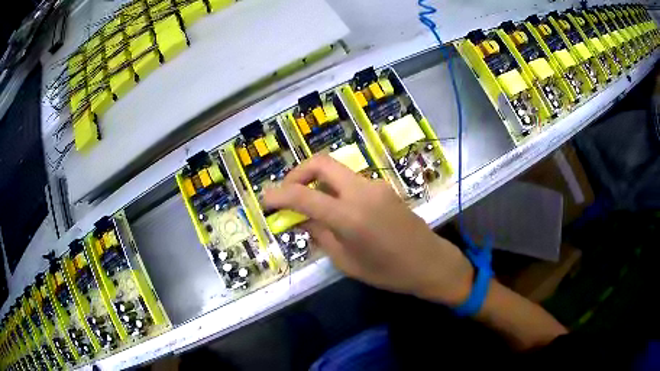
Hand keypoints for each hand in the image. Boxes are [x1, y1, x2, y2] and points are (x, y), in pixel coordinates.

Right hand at [263, 155, 473, 305]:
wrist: (429, 262)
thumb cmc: (388, 272)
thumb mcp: (346, 262)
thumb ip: (320, 235)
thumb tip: (301, 219)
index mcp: (350, 216)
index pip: (303, 196)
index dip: (279, 195)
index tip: (265, 200)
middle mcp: (361, 192)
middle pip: (321, 162)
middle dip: (298, 173)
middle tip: (288, 193)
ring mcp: (375, 185)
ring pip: (336, 171)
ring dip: (318, 182)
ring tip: (312, 207)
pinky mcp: (383, 187)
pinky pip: (351, 181)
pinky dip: (335, 189)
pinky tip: (336, 210)